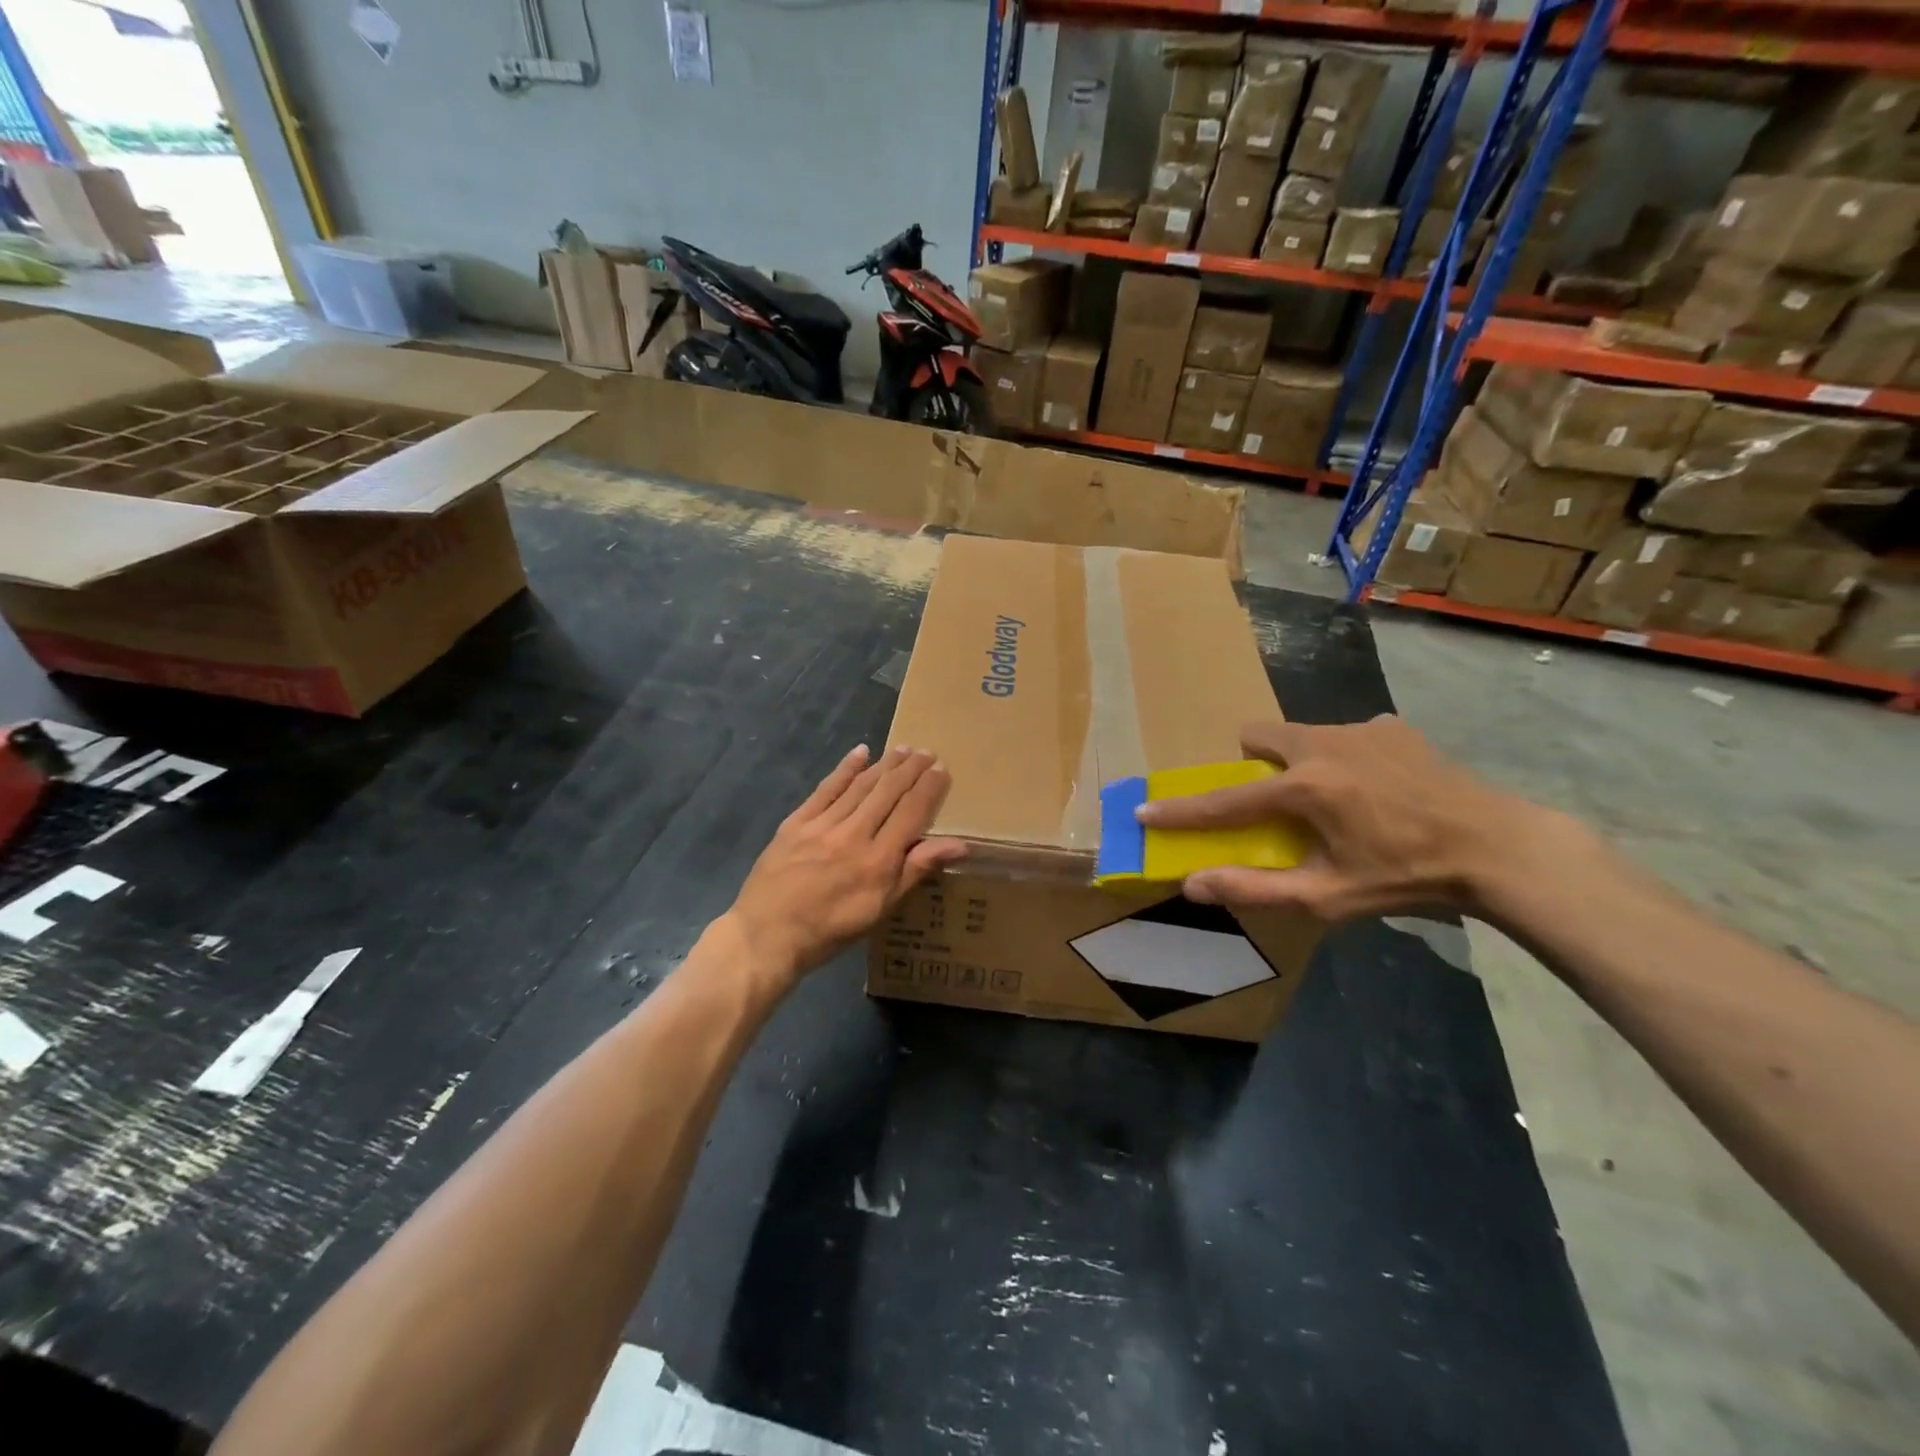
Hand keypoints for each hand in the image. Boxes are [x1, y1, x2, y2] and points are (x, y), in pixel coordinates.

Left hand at [726, 744, 966, 984]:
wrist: (767, 936)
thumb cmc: (830, 930)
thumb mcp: (881, 909)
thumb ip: (916, 870)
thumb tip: (959, 844)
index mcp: (879, 859)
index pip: (911, 813)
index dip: (929, 788)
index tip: (941, 768)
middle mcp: (854, 834)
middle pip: (888, 793)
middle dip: (910, 770)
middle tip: (926, 751)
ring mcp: (823, 825)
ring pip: (860, 786)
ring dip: (884, 765)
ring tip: (902, 750)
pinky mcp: (796, 822)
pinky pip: (826, 789)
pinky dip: (845, 769)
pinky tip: (860, 753)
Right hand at [1136, 715, 1556, 921]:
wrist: (1497, 847)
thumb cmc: (1406, 878)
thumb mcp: (1327, 896)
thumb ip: (1255, 888)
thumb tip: (1192, 884)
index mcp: (1304, 788)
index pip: (1225, 801)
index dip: (1181, 811)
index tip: (1145, 811)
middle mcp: (1323, 745)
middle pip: (1258, 735)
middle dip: (1252, 763)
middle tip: (1273, 800)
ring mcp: (1361, 729)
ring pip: (1302, 734)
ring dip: (1298, 761)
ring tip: (1334, 799)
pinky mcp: (1392, 727)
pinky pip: (1347, 734)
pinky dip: (1345, 757)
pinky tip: (1378, 788)